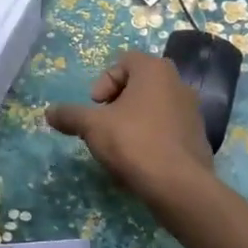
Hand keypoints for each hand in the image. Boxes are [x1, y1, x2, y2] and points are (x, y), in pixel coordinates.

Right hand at [45, 50, 218, 210]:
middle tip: (105, 123)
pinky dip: (152, 137)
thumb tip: (49, 112)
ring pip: (154, 107)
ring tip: (120, 145)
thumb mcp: (92, 126)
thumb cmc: (134, 142)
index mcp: (155, 70)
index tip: (96, 106)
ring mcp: (192, 110)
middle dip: (118, 101)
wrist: (179, 186)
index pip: (124, 61)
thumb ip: (70, 115)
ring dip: (134, 120)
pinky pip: (168, 128)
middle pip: (139, 83)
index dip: (104, 82)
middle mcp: (178, 83)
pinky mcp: (198, 137)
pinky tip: (140, 160)